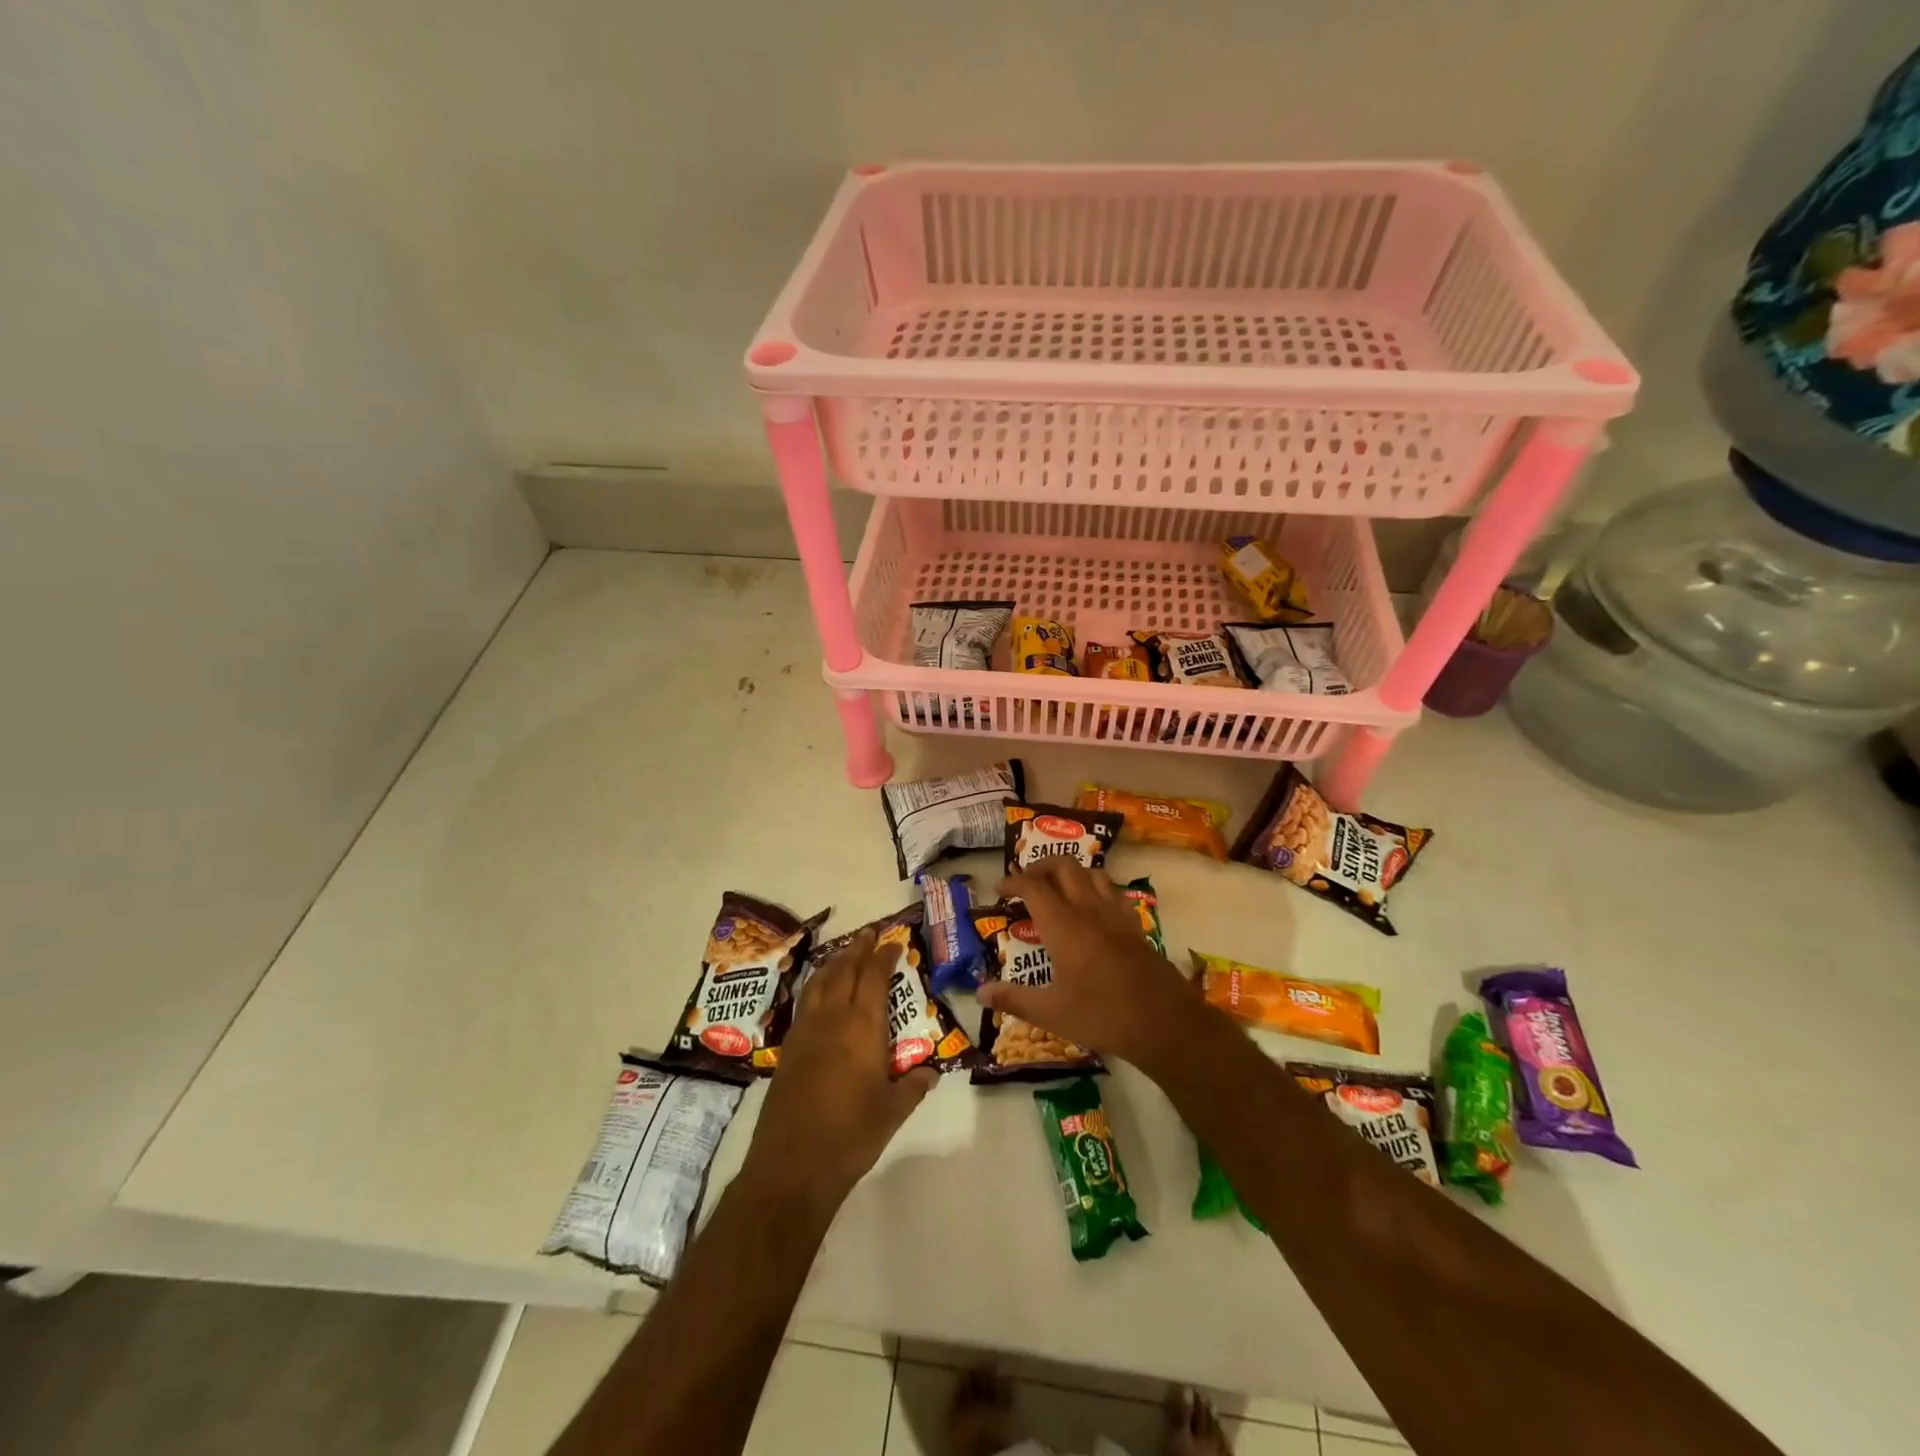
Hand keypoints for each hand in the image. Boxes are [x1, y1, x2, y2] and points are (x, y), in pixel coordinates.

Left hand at [743, 931, 936, 1212]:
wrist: (792, 1166)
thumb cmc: (851, 1136)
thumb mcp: (893, 1112)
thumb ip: (913, 1087)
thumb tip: (930, 1072)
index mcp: (862, 1027)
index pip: (873, 976)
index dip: (883, 955)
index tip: (893, 942)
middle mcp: (832, 1018)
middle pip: (843, 969)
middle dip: (857, 948)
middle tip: (869, 934)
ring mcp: (805, 1031)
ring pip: (819, 981)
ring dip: (834, 962)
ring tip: (845, 953)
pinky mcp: (788, 1048)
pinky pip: (805, 1001)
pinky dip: (817, 984)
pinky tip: (821, 992)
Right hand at [979, 858, 1205, 1068]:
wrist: (1165, 1023)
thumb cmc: (1102, 1016)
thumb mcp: (1051, 1013)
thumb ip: (1014, 999)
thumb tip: (980, 993)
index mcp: (1063, 925)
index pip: (1033, 886)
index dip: (1013, 881)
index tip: (1000, 889)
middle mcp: (1088, 909)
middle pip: (1064, 865)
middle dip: (1041, 866)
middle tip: (1026, 882)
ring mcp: (1116, 914)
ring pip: (1092, 872)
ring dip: (1071, 872)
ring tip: (1058, 889)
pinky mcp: (1135, 925)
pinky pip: (1113, 892)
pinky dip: (1096, 889)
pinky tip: (1093, 909)